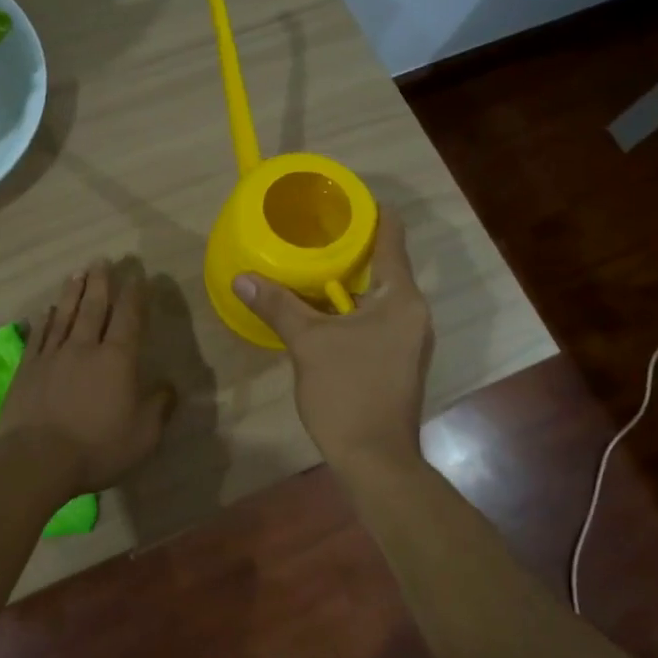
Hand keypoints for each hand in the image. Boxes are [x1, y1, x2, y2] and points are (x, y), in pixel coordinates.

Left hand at [0, 259, 175, 494]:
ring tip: (77, 272)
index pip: (128, 319)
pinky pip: (39, 335)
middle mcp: (85, 348)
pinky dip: (45, 319)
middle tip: (102, 260)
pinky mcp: (27, 369)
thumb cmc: (96, 447)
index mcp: (117, 360)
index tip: (137, 276)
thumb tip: (169, 386)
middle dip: (100, 283)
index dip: (134, 296)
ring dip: (72, 292)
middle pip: (94, 308)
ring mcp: (52, 356)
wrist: (36, 459)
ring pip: (65, 315)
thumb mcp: (143, 435)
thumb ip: (159, 407)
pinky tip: (47, 309)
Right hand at [235, 213, 432, 468]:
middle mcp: (414, 312)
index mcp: (402, 298)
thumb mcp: (308, 344)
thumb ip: (278, 305)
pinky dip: (351, 307)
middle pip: (385, 263)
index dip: (368, 211)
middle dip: (349, 247)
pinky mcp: (399, 359)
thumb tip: (242, 277)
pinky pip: (376, 318)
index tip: (338, 199)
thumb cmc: (348, 393)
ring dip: (348, 280)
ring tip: (310, 266)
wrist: (375, 459)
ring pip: (379, 294)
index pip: (392, 235)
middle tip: (311, 232)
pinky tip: (321, 311)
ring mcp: (410, 338)